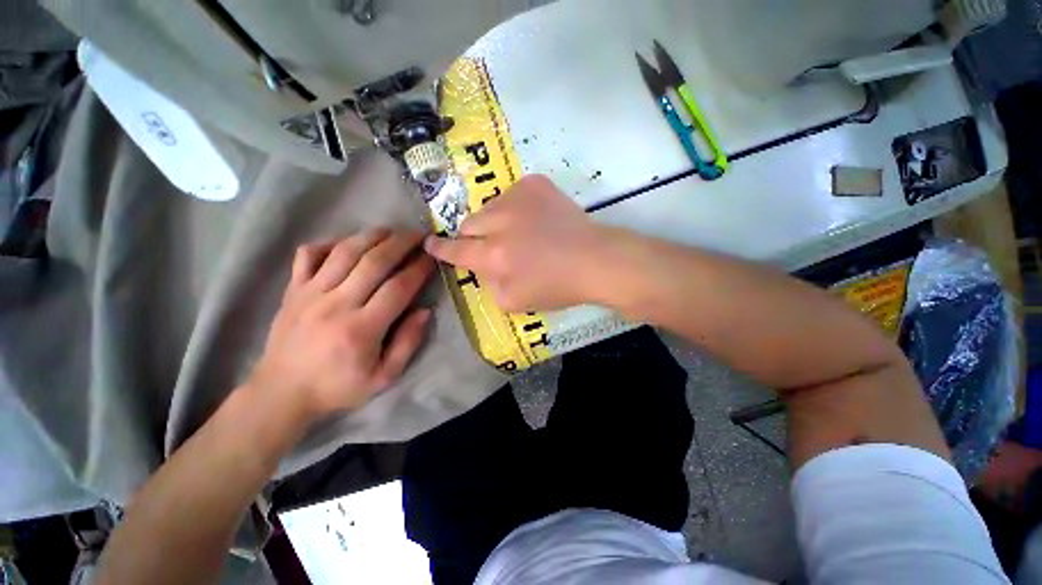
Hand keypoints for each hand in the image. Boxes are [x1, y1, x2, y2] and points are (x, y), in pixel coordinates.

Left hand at [248, 230, 434, 420]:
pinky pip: (308, 254)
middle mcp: (336, 304)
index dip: (419, 269)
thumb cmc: (338, 388)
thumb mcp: (383, 377)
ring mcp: (310, 293)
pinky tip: (347, 242)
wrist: (282, 392)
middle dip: (401, 243)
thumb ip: (408, 343)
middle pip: (373, 262)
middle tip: (418, 236)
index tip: (432, 258)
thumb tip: (425, 311)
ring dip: (371, 236)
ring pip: (344, 252)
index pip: (398, 288)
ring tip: (391, 231)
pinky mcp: (293, 290)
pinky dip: (329, 242)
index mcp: (361, 329)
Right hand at [424, 175, 605, 311]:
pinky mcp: (535, 184)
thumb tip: (481, 265)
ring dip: (496, 221)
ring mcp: (517, 197)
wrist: (595, 260)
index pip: (455, 250)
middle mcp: (499, 222)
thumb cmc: (557, 287)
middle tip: (493, 245)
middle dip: (474, 237)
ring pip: (489, 207)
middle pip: (469, 224)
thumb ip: (487, 283)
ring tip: (521, 233)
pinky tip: (535, 220)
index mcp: (493, 256)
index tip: (429, 243)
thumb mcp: (513, 301)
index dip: (440, 248)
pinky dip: (516, 208)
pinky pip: (511, 194)